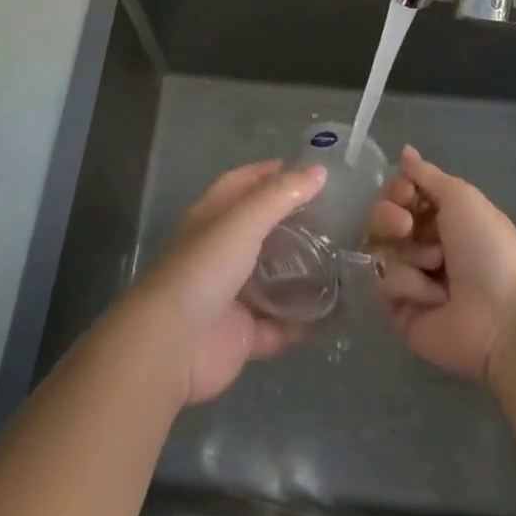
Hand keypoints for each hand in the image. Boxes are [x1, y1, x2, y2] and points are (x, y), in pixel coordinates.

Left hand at [132, 159, 326, 403]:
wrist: (172, 344)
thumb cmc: (204, 268)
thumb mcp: (243, 221)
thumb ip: (281, 195)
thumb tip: (320, 170)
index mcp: (213, 217)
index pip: (243, 183)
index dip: (272, 173)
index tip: (310, 171)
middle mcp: (221, 251)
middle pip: (262, 230)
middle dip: (295, 224)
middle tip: (336, 219)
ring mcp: (232, 294)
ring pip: (274, 278)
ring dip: (302, 273)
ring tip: (343, 262)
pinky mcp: (243, 334)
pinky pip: (280, 325)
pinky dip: (303, 321)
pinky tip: (335, 313)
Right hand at [369, 145, 515, 380]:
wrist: (504, 314)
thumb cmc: (487, 246)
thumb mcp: (460, 196)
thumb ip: (425, 174)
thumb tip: (404, 149)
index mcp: (437, 217)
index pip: (396, 195)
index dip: (395, 191)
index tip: (406, 193)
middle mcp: (420, 244)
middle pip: (380, 220)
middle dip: (388, 217)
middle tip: (406, 227)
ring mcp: (408, 278)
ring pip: (378, 250)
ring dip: (408, 254)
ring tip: (435, 266)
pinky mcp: (399, 311)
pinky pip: (382, 286)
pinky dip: (409, 286)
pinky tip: (436, 297)